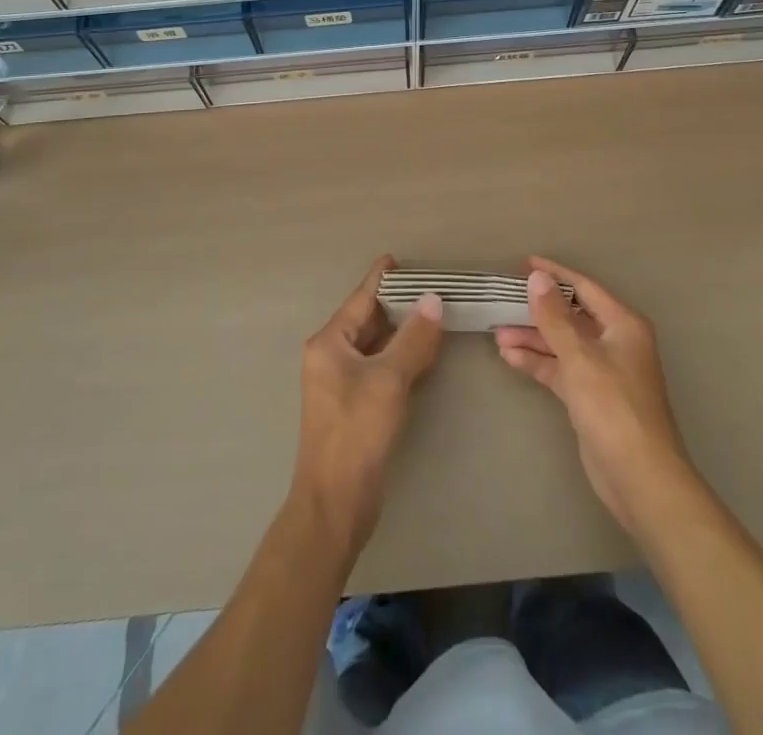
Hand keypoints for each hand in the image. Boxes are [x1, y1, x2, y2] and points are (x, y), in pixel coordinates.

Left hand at [292, 256, 443, 557]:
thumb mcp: (389, 380)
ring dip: (399, 331)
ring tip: (431, 314)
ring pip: (373, 345)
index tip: (398, 259)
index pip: (360, 298)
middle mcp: (330, 357)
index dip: (381, 278)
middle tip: (429, 288)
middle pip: (365, 319)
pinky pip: (378, 368)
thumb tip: (433, 300)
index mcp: (329, 343)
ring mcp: (340, 383)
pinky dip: (398, 356)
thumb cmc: (356, 432)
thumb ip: (413, 339)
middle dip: (395, 304)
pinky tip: (422, 355)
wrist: (335, 502)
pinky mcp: (353, 406)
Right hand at [495, 256, 694, 533]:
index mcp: (622, 325)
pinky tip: (509, 357)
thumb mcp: (580, 357)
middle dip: (537, 311)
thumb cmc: (613, 407)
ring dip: (532, 338)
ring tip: (497, 333)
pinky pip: (560, 369)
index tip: (524, 264)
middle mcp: (614, 342)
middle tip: (502, 302)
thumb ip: (554, 317)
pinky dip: (537, 363)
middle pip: (570, 316)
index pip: (584, 288)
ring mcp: (602, 371)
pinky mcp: (590, 397)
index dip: (555, 274)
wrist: (639, 477)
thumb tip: (537, 278)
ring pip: (562, 344)